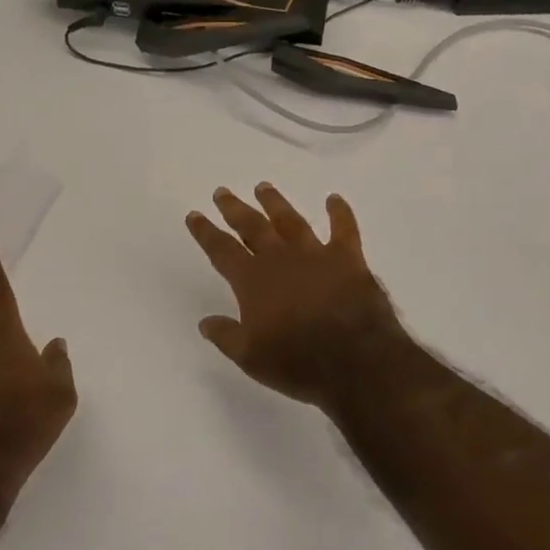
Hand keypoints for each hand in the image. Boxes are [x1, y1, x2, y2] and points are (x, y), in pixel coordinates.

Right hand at [185, 184, 412, 409]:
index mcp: (253, 280)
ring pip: (290, 220)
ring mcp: (315, 254)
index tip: (195, 214)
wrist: (355, 361)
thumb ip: (226, 336)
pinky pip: (344, 229)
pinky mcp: (348, 259)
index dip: (206, 232)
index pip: (222, 250)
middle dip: (235, 209)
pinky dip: (339, 212)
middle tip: (223, 192)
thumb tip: (205, 322)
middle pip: (252, 226)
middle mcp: (280, 259)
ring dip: (275, 203)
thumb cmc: (297, 362)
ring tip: (263, 187)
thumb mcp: (250, 358)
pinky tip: (334, 198)